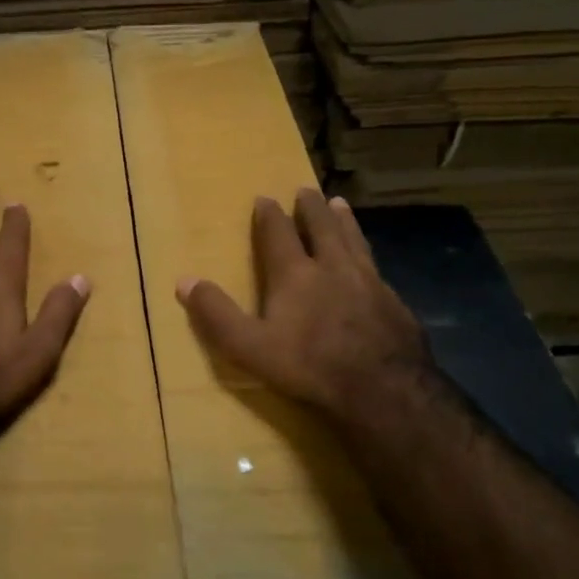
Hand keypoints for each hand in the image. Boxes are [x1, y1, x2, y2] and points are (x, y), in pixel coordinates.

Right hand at [177, 187, 430, 416]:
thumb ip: (216, 313)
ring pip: (353, 240)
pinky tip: (369, 262)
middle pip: (322, 227)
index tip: (264, 198)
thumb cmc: (310, 365)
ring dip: (343, 220)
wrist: (384, 388)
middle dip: (311, 207)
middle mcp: (333, 267)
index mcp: (295, 274)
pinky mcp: (393, 302)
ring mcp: (369, 282)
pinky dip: (366, 253)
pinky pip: (376, 266)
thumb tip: (184, 280)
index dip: (269, 215)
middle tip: (307, 190)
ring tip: (340, 205)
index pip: (279, 234)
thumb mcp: (249, 346)